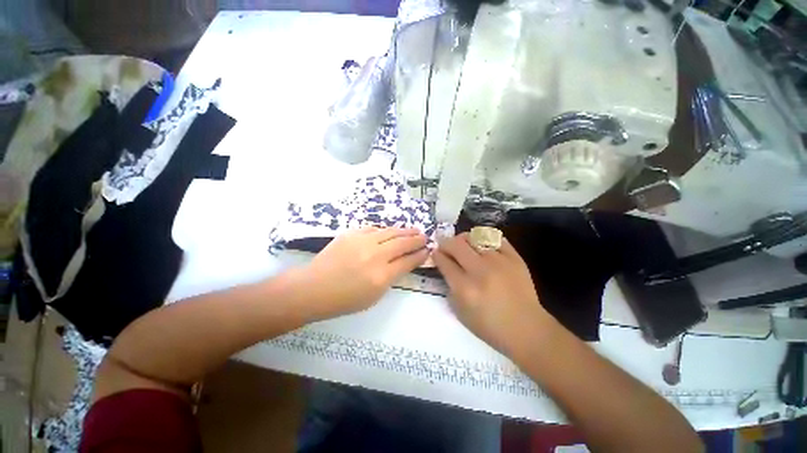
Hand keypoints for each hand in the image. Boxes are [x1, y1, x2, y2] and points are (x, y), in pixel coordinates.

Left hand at [298, 227, 427, 319]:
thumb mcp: (374, 296)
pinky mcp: (351, 234)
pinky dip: (384, 230)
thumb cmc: (345, 299)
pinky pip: (373, 229)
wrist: (314, 287)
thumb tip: (405, 262)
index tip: (427, 250)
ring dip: (404, 231)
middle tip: (424, 237)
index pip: (408, 261)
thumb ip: (392, 277)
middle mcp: (375, 256)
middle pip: (402, 243)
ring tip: (414, 230)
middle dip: (416, 239)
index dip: (420, 255)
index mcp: (381, 276)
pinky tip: (389, 232)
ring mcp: (362, 242)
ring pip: (390, 232)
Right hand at [433, 233, 553, 355]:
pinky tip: (483, 245)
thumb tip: (446, 267)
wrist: (527, 328)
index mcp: (465, 288)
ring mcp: (499, 262)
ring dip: (464, 239)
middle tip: (446, 247)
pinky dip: (485, 238)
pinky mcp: (515, 258)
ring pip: (475, 236)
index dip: (436, 255)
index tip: (436, 253)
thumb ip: (450, 287)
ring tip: (464, 244)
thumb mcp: (461, 313)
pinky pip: (496, 238)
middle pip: (456, 245)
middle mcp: (480, 271)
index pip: (444, 262)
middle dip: (446, 243)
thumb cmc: (490, 326)